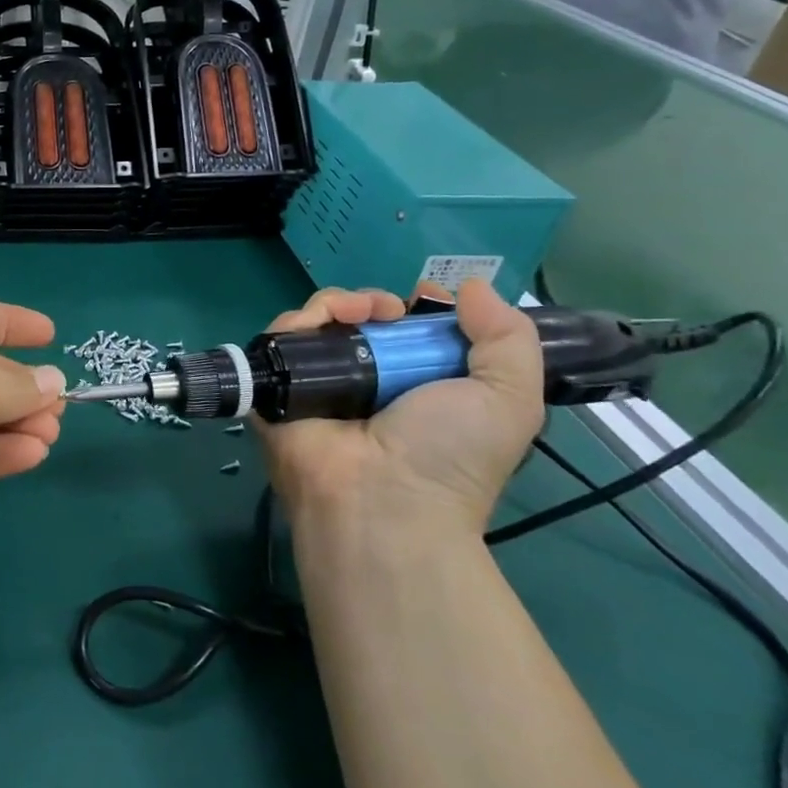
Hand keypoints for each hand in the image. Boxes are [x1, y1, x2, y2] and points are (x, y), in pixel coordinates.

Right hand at [257, 281, 544, 545]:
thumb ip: (509, 338)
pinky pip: (281, 336)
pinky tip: (324, 319)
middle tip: (390, 310)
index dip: (415, 308)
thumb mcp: (509, 398)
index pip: (406, 333)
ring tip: (360, 313)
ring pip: (319, 321)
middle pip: (360, 320)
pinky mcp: (277, 383)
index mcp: (414, 387)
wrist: (381, 500)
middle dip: (376, 301)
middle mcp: (365, 382)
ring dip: (340, 302)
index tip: (424, 298)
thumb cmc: (448, 454)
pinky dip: (300, 318)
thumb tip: (472, 287)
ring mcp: (318, 382)